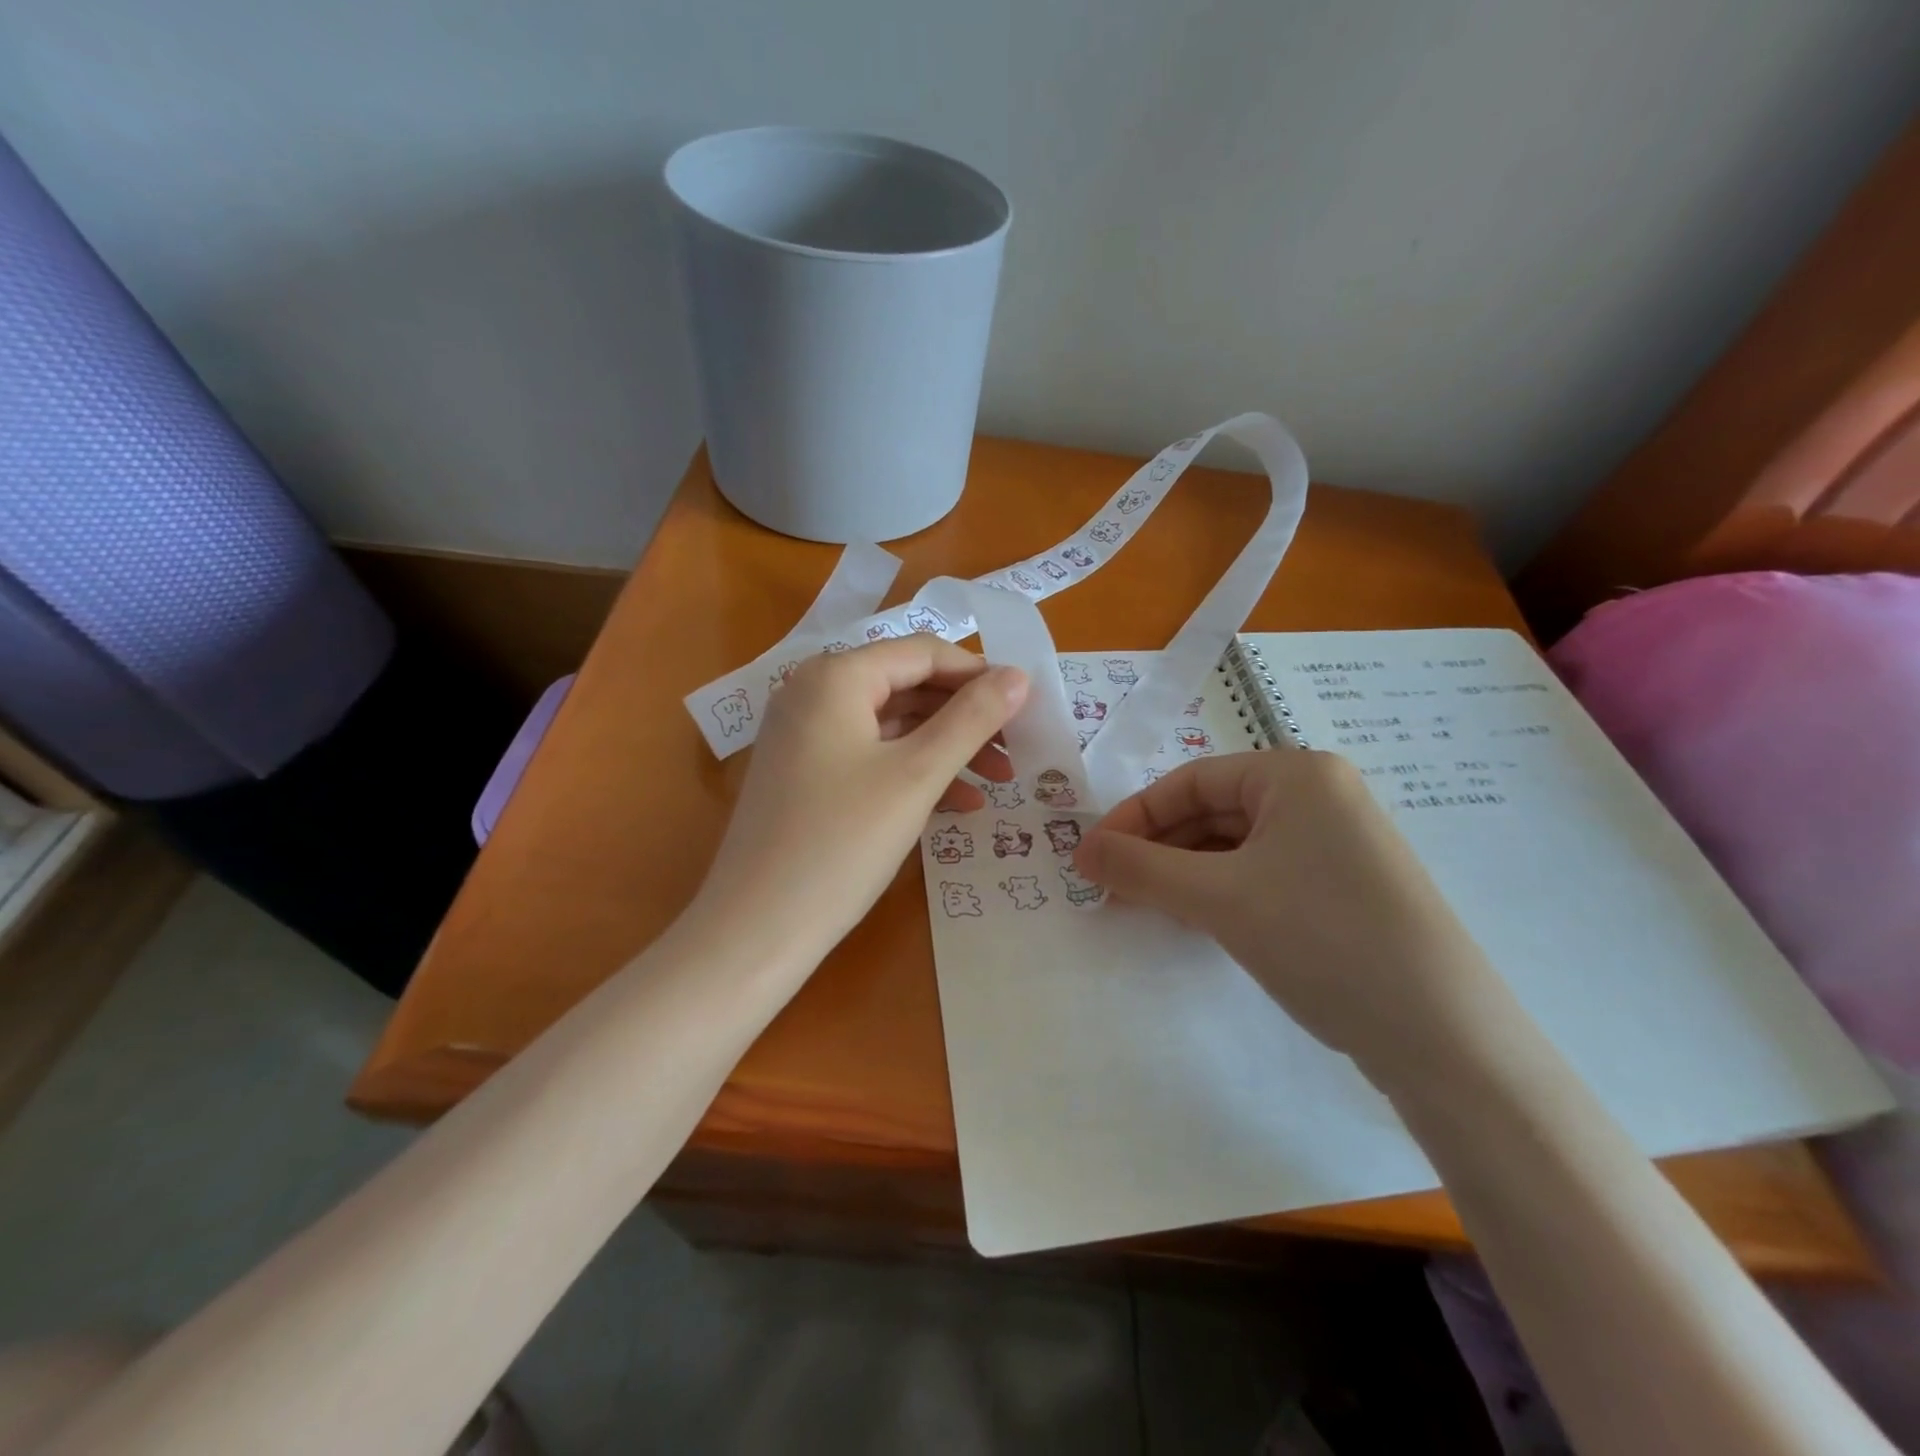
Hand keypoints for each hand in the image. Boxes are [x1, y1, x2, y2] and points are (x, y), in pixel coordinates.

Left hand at [691, 637, 1027, 972]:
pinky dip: (915, 772)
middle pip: (908, 687)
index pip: (923, 653)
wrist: (756, 929)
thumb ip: (972, 719)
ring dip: (948, 748)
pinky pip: (872, 756)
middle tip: (1018, 748)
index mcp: (835, 677)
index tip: (1027, 706)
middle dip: (967, 717)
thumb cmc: (841, 843)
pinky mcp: (806, 774)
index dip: (980, 675)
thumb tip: (1020, 676)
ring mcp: (805, 735)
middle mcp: (814, 693)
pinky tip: (959, 805)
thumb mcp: (917, 776)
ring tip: (1000, 780)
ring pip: (893, 725)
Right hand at [1073, 751, 1500, 1070]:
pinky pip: (1262, 874)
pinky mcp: (1343, 888)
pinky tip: (1195, 922)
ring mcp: (1337, 844)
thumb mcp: (1217, 898)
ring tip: (1146, 908)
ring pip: (1234, 846)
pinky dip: (1220, 892)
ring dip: (1183, 874)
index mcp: (1296, 774)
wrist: (1444, 1039)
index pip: (1189, 781)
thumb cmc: (1321, 939)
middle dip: (1157, 849)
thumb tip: (1080, 851)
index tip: (1091, 859)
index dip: (1133, 818)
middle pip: (1212, 811)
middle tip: (1111, 889)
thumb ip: (1139, 868)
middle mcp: (1320, 796)